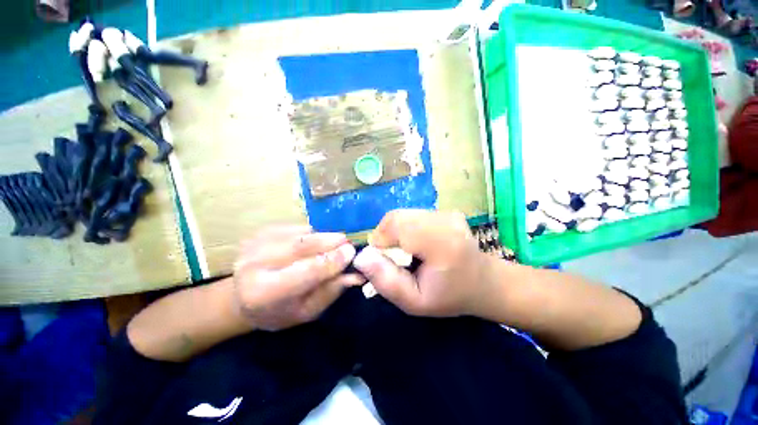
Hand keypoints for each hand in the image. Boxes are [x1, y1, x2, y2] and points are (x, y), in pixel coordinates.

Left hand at [232, 226, 363, 330]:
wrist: (242, 299)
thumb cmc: (279, 311)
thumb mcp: (307, 311)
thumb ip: (330, 291)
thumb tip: (357, 274)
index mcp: (264, 293)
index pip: (307, 271)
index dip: (332, 260)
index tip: (351, 252)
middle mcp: (255, 265)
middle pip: (302, 246)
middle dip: (330, 241)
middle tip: (347, 242)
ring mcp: (255, 244)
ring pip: (301, 234)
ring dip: (323, 237)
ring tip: (333, 244)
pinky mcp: (261, 232)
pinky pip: (296, 228)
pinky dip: (312, 233)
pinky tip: (314, 243)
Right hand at [353, 210, 496, 317]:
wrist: (482, 282)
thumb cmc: (448, 296)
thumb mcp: (414, 302)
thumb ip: (385, 281)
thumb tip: (361, 256)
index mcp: (442, 243)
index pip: (396, 227)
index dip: (380, 242)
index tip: (382, 261)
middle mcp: (445, 220)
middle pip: (396, 217)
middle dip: (384, 237)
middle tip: (391, 258)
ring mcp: (445, 212)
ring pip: (401, 214)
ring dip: (393, 232)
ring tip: (403, 252)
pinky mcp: (443, 210)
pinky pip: (411, 215)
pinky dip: (403, 228)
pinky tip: (414, 243)